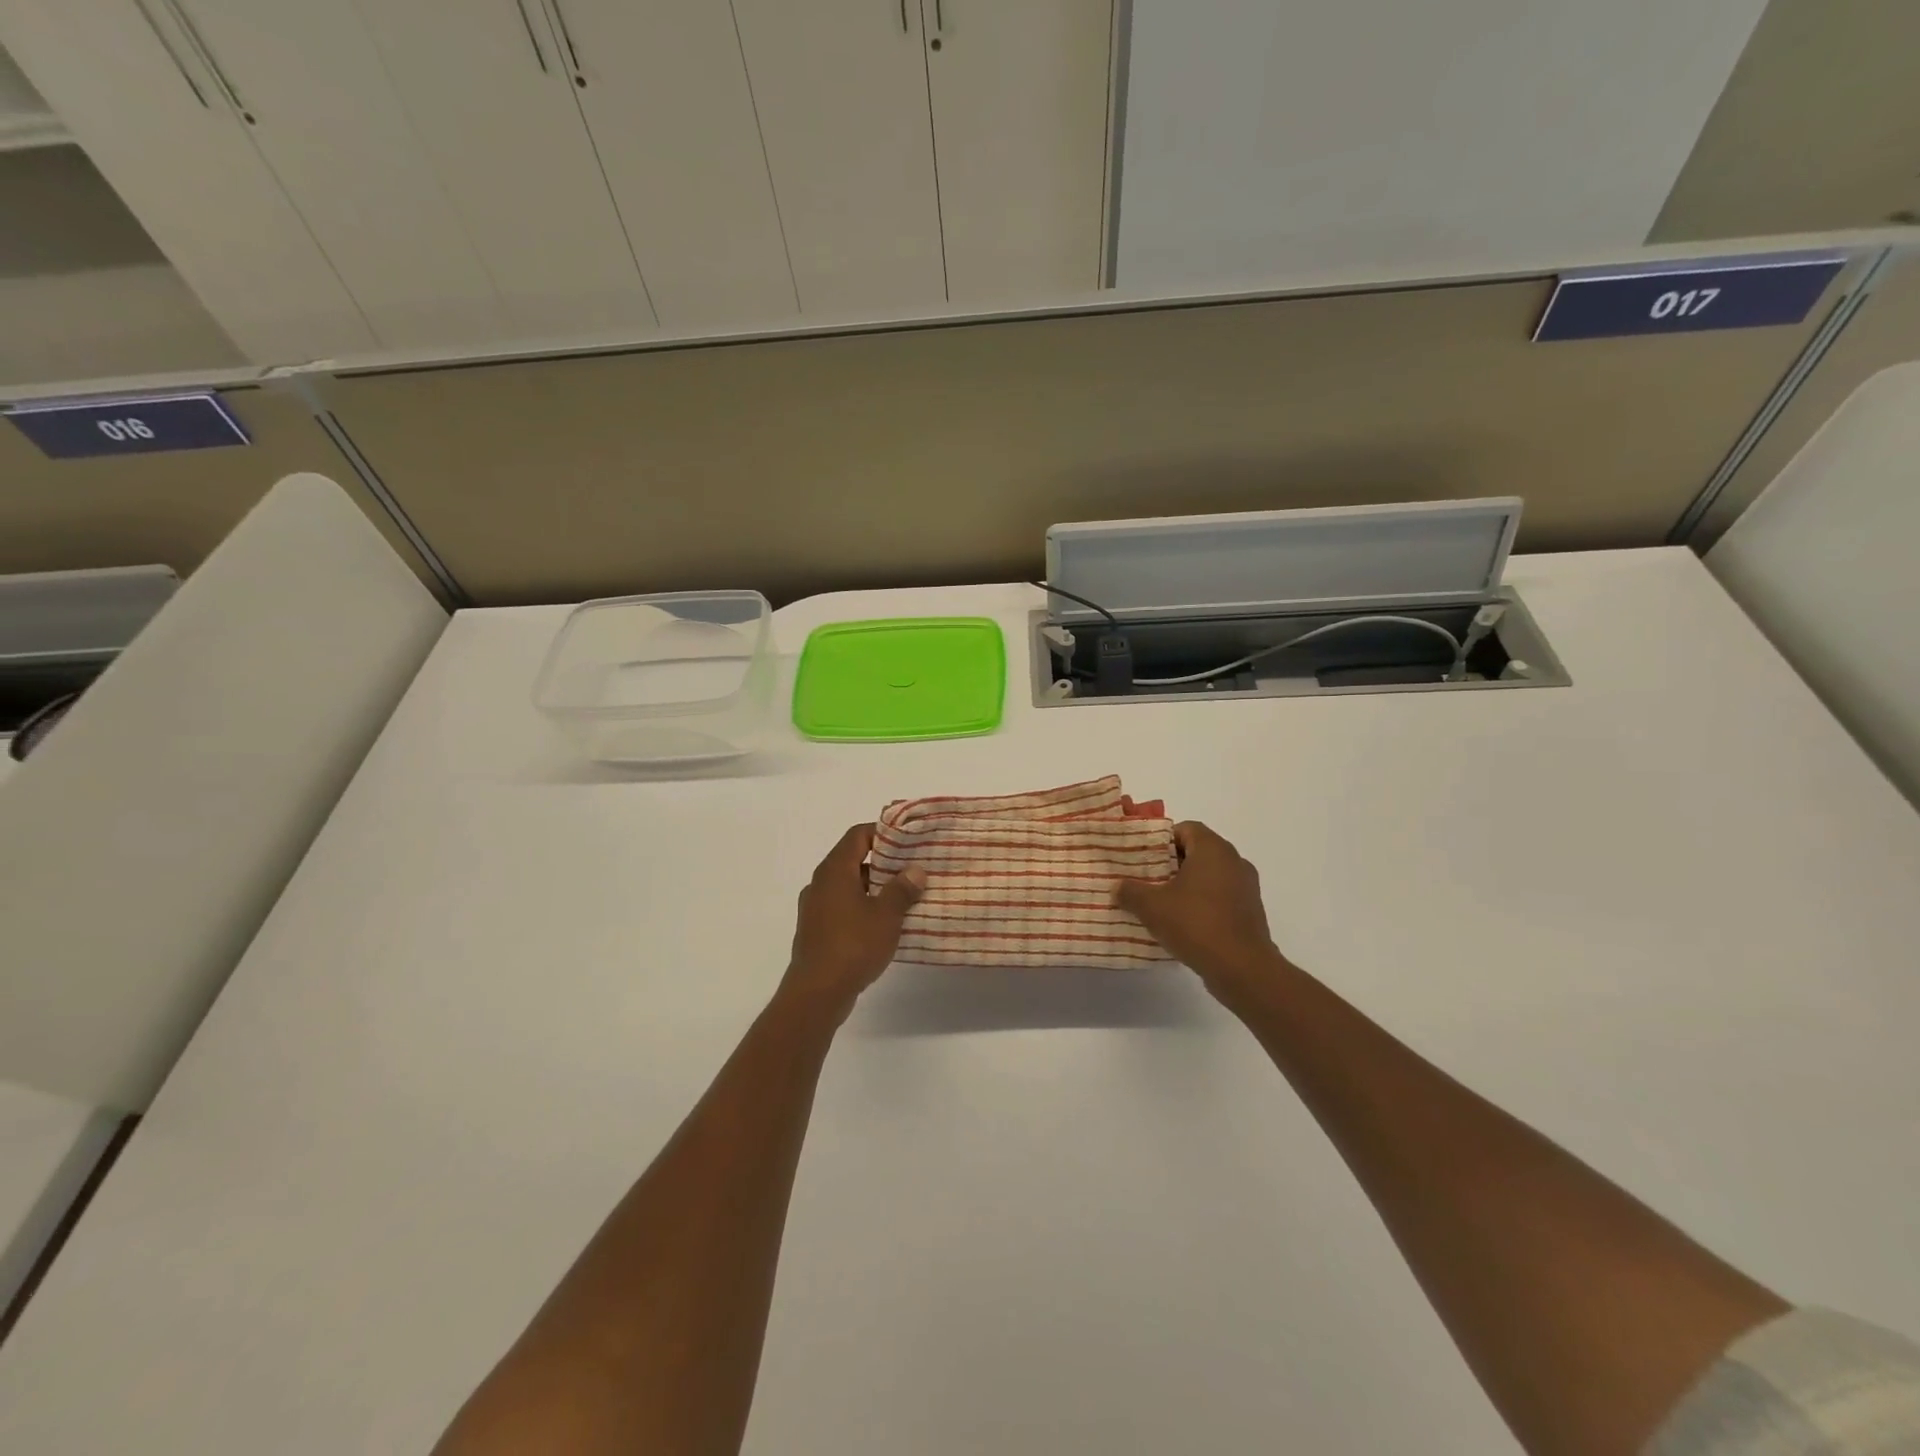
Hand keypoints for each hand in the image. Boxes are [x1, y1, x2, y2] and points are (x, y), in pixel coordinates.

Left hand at [781, 825, 925, 1022]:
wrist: (816, 993)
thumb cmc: (853, 945)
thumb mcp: (886, 915)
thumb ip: (902, 889)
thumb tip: (915, 870)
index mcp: (834, 870)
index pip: (858, 835)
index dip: (883, 833)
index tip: (908, 841)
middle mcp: (820, 883)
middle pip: (852, 859)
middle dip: (883, 862)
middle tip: (912, 869)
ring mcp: (815, 907)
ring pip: (848, 886)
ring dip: (874, 888)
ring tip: (904, 896)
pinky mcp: (816, 930)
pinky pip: (842, 907)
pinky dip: (862, 907)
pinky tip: (883, 924)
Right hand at [1116, 822, 1290, 1006]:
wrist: (1242, 968)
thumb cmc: (1196, 924)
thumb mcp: (1152, 907)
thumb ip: (1130, 892)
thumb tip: (1118, 887)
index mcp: (1213, 849)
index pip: (1186, 828)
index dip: (1162, 839)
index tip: (1143, 857)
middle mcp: (1234, 861)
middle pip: (1198, 852)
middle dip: (1171, 864)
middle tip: (1146, 879)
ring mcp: (1246, 887)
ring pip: (1210, 876)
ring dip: (1187, 885)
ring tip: (1162, 903)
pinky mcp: (1250, 912)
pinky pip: (1221, 897)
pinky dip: (1203, 904)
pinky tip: (1184, 924)